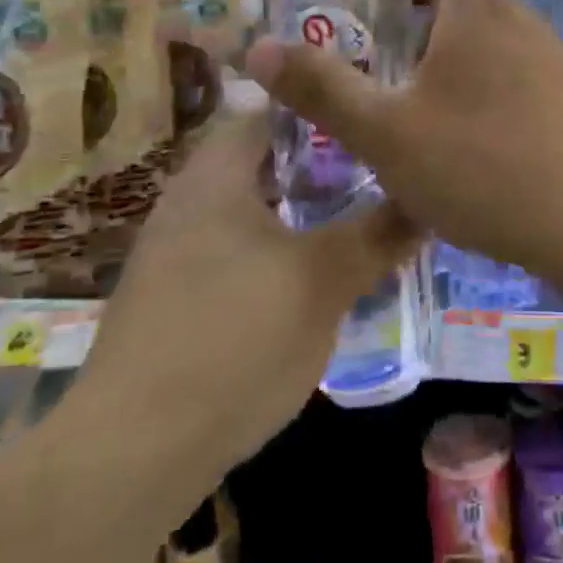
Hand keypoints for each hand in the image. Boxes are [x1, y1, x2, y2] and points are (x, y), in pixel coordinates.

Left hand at [73, 97, 420, 469]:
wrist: (132, 453)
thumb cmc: (235, 340)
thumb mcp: (324, 281)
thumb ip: (379, 234)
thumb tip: (430, 199)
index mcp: (216, 177)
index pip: (272, 112)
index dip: (326, 109)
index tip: (375, 118)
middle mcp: (188, 203)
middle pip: (265, 163)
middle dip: (324, 166)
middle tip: (380, 174)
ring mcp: (175, 254)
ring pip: (254, 211)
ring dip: (303, 212)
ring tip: (359, 222)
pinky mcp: (175, 301)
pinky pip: (237, 252)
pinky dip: (278, 251)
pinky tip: (313, 281)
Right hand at [244, 0, 562, 280]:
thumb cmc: (483, 167)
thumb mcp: (384, 134)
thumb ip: (321, 89)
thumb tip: (256, 47)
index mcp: (477, 14)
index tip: (383, 21)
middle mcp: (525, 24)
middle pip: (472, 2)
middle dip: (429, 31)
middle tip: (397, 82)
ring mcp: (562, 63)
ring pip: (502, 46)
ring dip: (465, 69)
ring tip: (437, 123)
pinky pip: (530, 83)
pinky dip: (500, 99)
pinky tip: (490, 156)